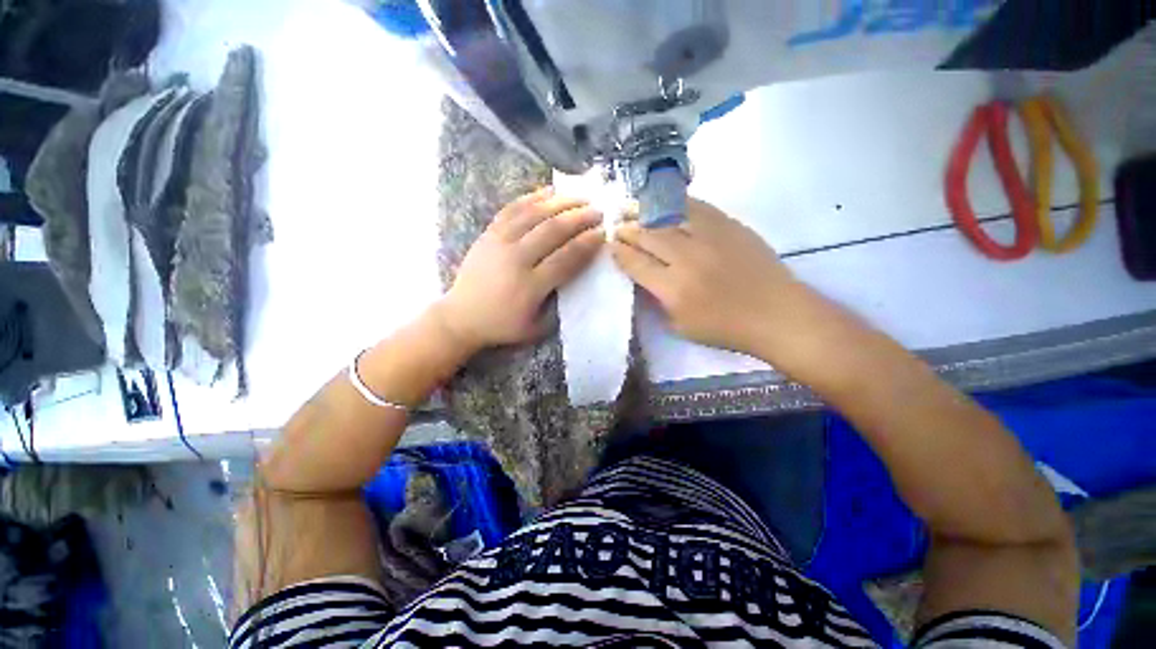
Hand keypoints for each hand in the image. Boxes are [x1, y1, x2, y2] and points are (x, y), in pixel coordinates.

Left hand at [435, 188, 603, 352]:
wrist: (461, 316)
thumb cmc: (503, 325)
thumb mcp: (537, 327)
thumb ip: (559, 304)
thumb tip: (577, 275)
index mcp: (530, 286)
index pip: (566, 258)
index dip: (587, 243)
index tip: (603, 233)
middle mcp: (515, 259)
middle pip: (553, 230)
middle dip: (580, 218)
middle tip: (598, 211)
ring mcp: (499, 242)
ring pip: (534, 214)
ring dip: (561, 202)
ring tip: (581, 197)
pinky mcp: (488, 233)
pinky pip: (512, 208)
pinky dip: (532, 197)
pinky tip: (549, 190)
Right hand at [612, 198, 797, 355]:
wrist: (775, 313)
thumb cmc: (725, 328)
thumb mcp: (680, 326)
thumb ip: (657, 301)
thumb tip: (643, 277)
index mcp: (672, 288)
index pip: (636, 264)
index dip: (620, 253)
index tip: (610, 245)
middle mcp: (686, 258)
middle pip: (647, 236)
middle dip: (627, 230)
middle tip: (616, 225)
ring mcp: (708, 237)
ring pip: (667, 217)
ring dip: (644, 212)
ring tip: (631, 207)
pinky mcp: (728, 225)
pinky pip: (695, 206)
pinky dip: (674, 203)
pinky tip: (663, 201)